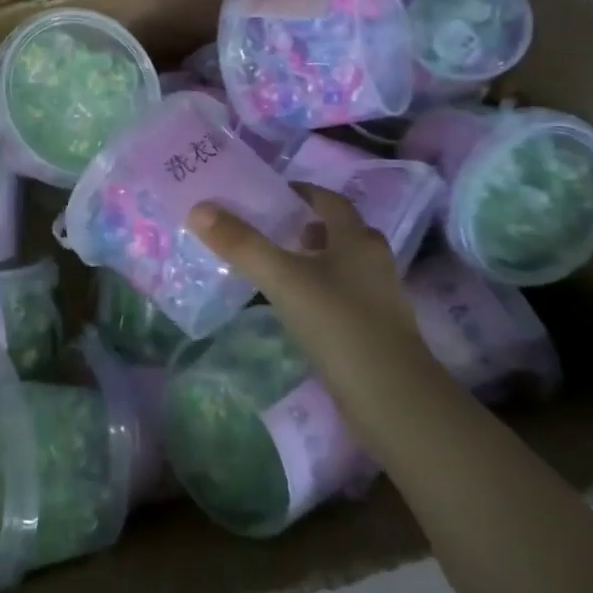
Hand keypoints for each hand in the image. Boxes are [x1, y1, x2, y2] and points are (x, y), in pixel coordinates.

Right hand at [189, 184, 428, 381]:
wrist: (393, 401)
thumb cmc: (339, 324)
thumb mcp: (283, 279)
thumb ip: (242, 243)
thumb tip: (199, 208)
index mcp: (357, 239)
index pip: (329, 200)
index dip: (300, 192)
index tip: (268, 194)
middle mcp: (373, 261)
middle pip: (338, 231)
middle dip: (305, 226)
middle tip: (267, 228)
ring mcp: (378, 298)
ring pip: (341, 265)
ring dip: (312, 259)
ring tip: (275, 266)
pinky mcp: (375, 330)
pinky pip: (342, 295)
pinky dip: (318, 290)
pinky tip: (294, 306)